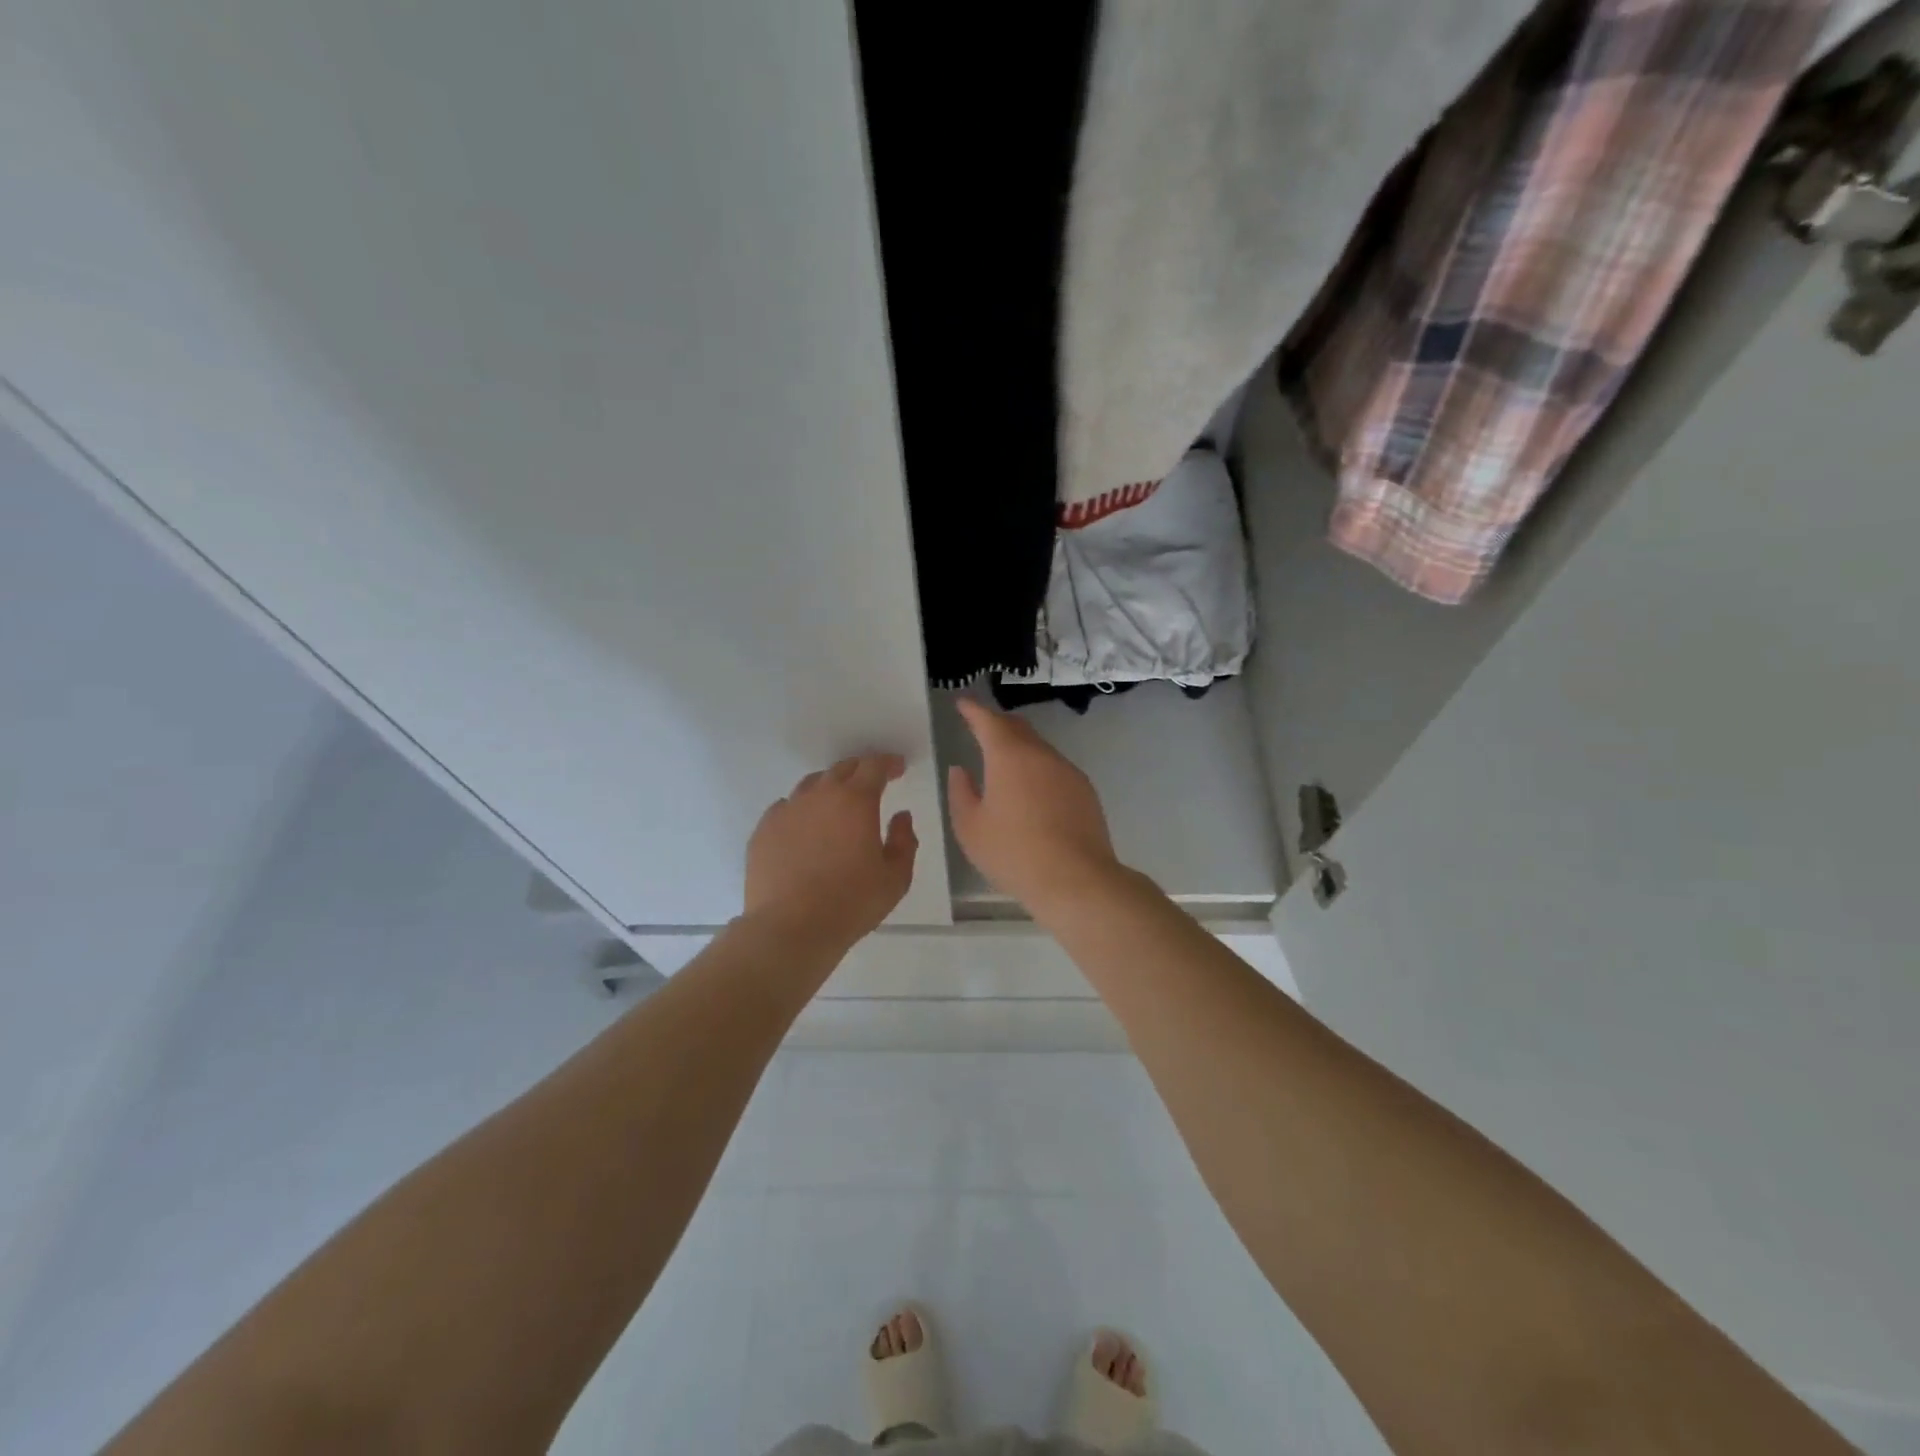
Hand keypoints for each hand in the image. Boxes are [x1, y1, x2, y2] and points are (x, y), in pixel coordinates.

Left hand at [744, 753, 917, 954]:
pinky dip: (801, 811)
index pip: (874, 766)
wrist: (790, 928)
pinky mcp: (763, 830)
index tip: (897, 768)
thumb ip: (905, 841)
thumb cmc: (851, 903)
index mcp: (856, 801)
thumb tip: (900, 817)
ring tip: (836, 806)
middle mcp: (820, 796)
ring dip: (829, 788)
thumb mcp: (895, 878)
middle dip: (861, 771)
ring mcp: (787, 810)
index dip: (888, 763)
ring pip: (811, 785)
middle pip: (842, 769)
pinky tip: (805, 829)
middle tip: (871, 784)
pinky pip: (786, 808)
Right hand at [946, 698, 1122, 916]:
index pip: (988, 721)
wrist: (1076, 879)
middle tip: (981, 727)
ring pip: (1039, 748)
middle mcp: (1041, 754)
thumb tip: (960, 770)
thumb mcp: (971, 828)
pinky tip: (1033, 791)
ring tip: (1005, 763)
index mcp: (1009, 757)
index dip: (974, 710)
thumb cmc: (1013, 853)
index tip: (963, 703)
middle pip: (1018, 728)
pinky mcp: (1085, 790)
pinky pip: (1055, 769)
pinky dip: (1038, 769)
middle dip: (998, 724)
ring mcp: (1067, 771)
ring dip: (1020, 748)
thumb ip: (961, 793)